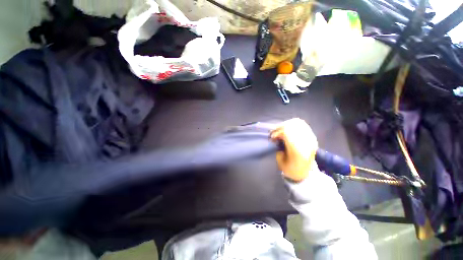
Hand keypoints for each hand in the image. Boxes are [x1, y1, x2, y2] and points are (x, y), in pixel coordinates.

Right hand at [271, 118, 317, 181]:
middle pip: (293, 125)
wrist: (306, 174)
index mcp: (299, 150)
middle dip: (281, 126)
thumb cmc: (291, 170)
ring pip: (298, 123)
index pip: (287, 132)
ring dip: (287, 124)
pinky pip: (302, 125)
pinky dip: (293, 125)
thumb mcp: (281, 160)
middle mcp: (307, 142)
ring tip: (281, 130)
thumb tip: (277, 136)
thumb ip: (278, 146)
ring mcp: (312, 138)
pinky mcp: (312, 137)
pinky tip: (288, 129)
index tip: (272, 137)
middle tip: (275, 132)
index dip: (277, 132)